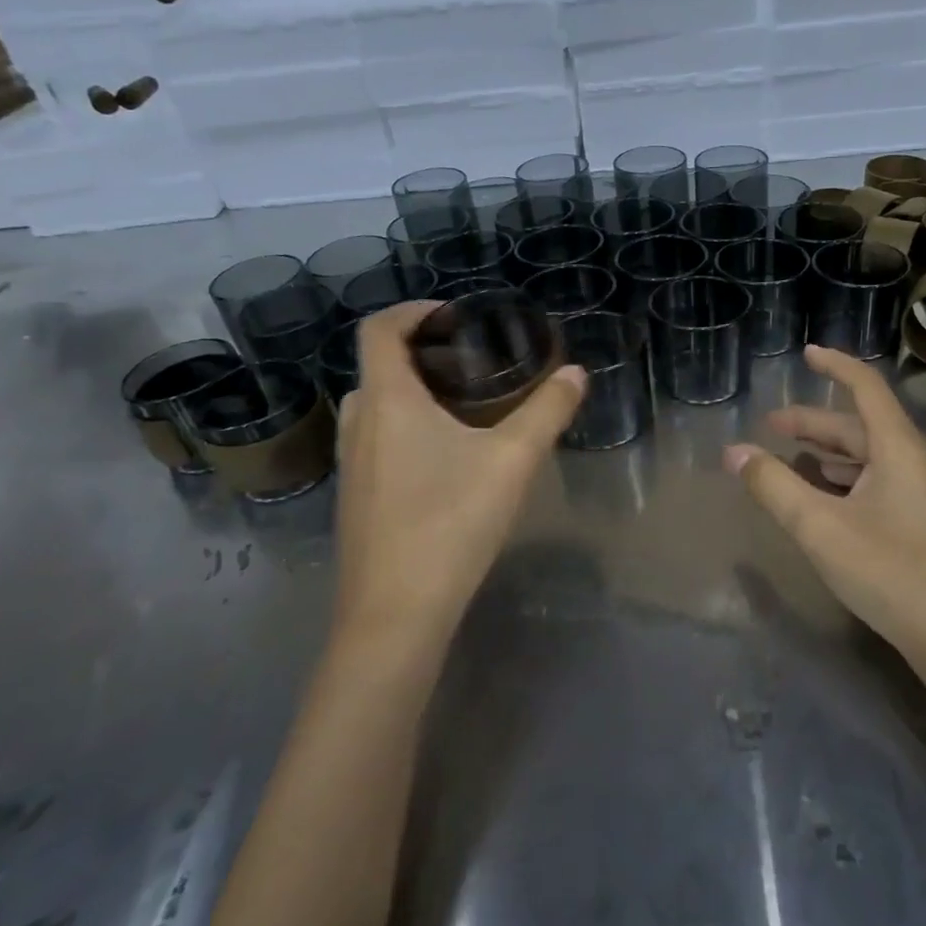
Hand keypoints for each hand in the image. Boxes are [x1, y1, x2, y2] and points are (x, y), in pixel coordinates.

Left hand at [334, 302, 584, 648]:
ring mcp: (350, 467)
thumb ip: (547, 411)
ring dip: (409, 394)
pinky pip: (374, 443)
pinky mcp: (355, 501)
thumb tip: (575, 373)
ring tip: (460, 407)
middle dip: (417, 354)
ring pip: (374, 408)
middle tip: (467, 363)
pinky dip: (402, 429)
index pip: (378, 330)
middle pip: (376, 367)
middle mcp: (358, 426)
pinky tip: (444, 462)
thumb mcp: (512, 461)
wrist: (395, 615)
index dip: (411, 310)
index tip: (454, 316)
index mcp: (387, 402)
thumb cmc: (450, 523)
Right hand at [724, 345, 925, 667]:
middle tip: (772, 424)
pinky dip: (844, 477)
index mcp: (897, 448)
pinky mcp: (919, 520)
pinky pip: (876, 480)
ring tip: (790, 455)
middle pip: (860, 425)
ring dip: (828, 451)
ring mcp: (920, 493)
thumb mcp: (820, 527)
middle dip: (814, 421)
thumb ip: (774, 486)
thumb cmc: (890, 571)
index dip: (835, 365)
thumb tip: (734, 452)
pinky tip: (823, 493)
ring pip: (868, 455)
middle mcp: (913, 461)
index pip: (865, 387)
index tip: (806, 353)